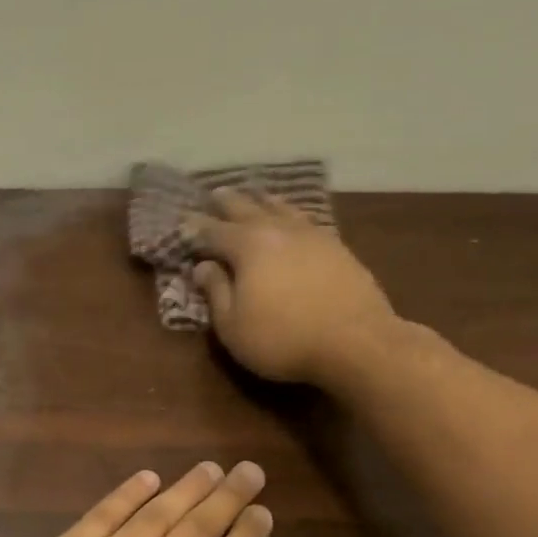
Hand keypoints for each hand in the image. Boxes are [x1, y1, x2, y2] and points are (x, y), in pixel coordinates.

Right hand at [187, 189, 399, 385]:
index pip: (213, 231)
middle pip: (248, 209)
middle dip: (228, 202)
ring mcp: (313, 235)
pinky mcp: (338, 247)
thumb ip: (216, 292)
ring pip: (282, 208)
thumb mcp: (232, 325)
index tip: (182, 223)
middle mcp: (279, 230)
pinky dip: (291, 214)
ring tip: (255, 194)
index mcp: (248, 246)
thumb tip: (203, 267)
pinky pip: (306, 220)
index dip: (195, 228)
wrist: (356, 342)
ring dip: (263, 200)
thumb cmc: (281, 339)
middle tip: (215, 193)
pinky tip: (293, 218)